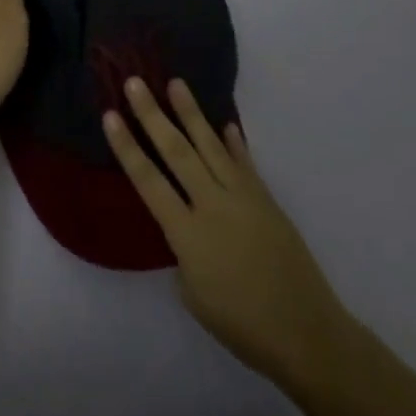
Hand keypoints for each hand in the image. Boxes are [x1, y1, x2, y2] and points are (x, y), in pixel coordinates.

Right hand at [104, 79, 353, 386]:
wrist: (305, 332)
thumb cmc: (240, 325)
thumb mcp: (193, 294)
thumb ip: (182, 252)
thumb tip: (186, 228)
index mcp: (187, 234)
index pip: (148, 181)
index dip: (127, 147)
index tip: (109, 116)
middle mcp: (213, 206)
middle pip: (177, 152)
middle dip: (153, 115)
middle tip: (136, 82)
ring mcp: (243, 198)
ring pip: (211, 146)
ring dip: (192, 113)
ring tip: (177, 83)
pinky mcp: (267, 200)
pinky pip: (245, 163)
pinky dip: (234, 142)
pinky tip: (226, 123)